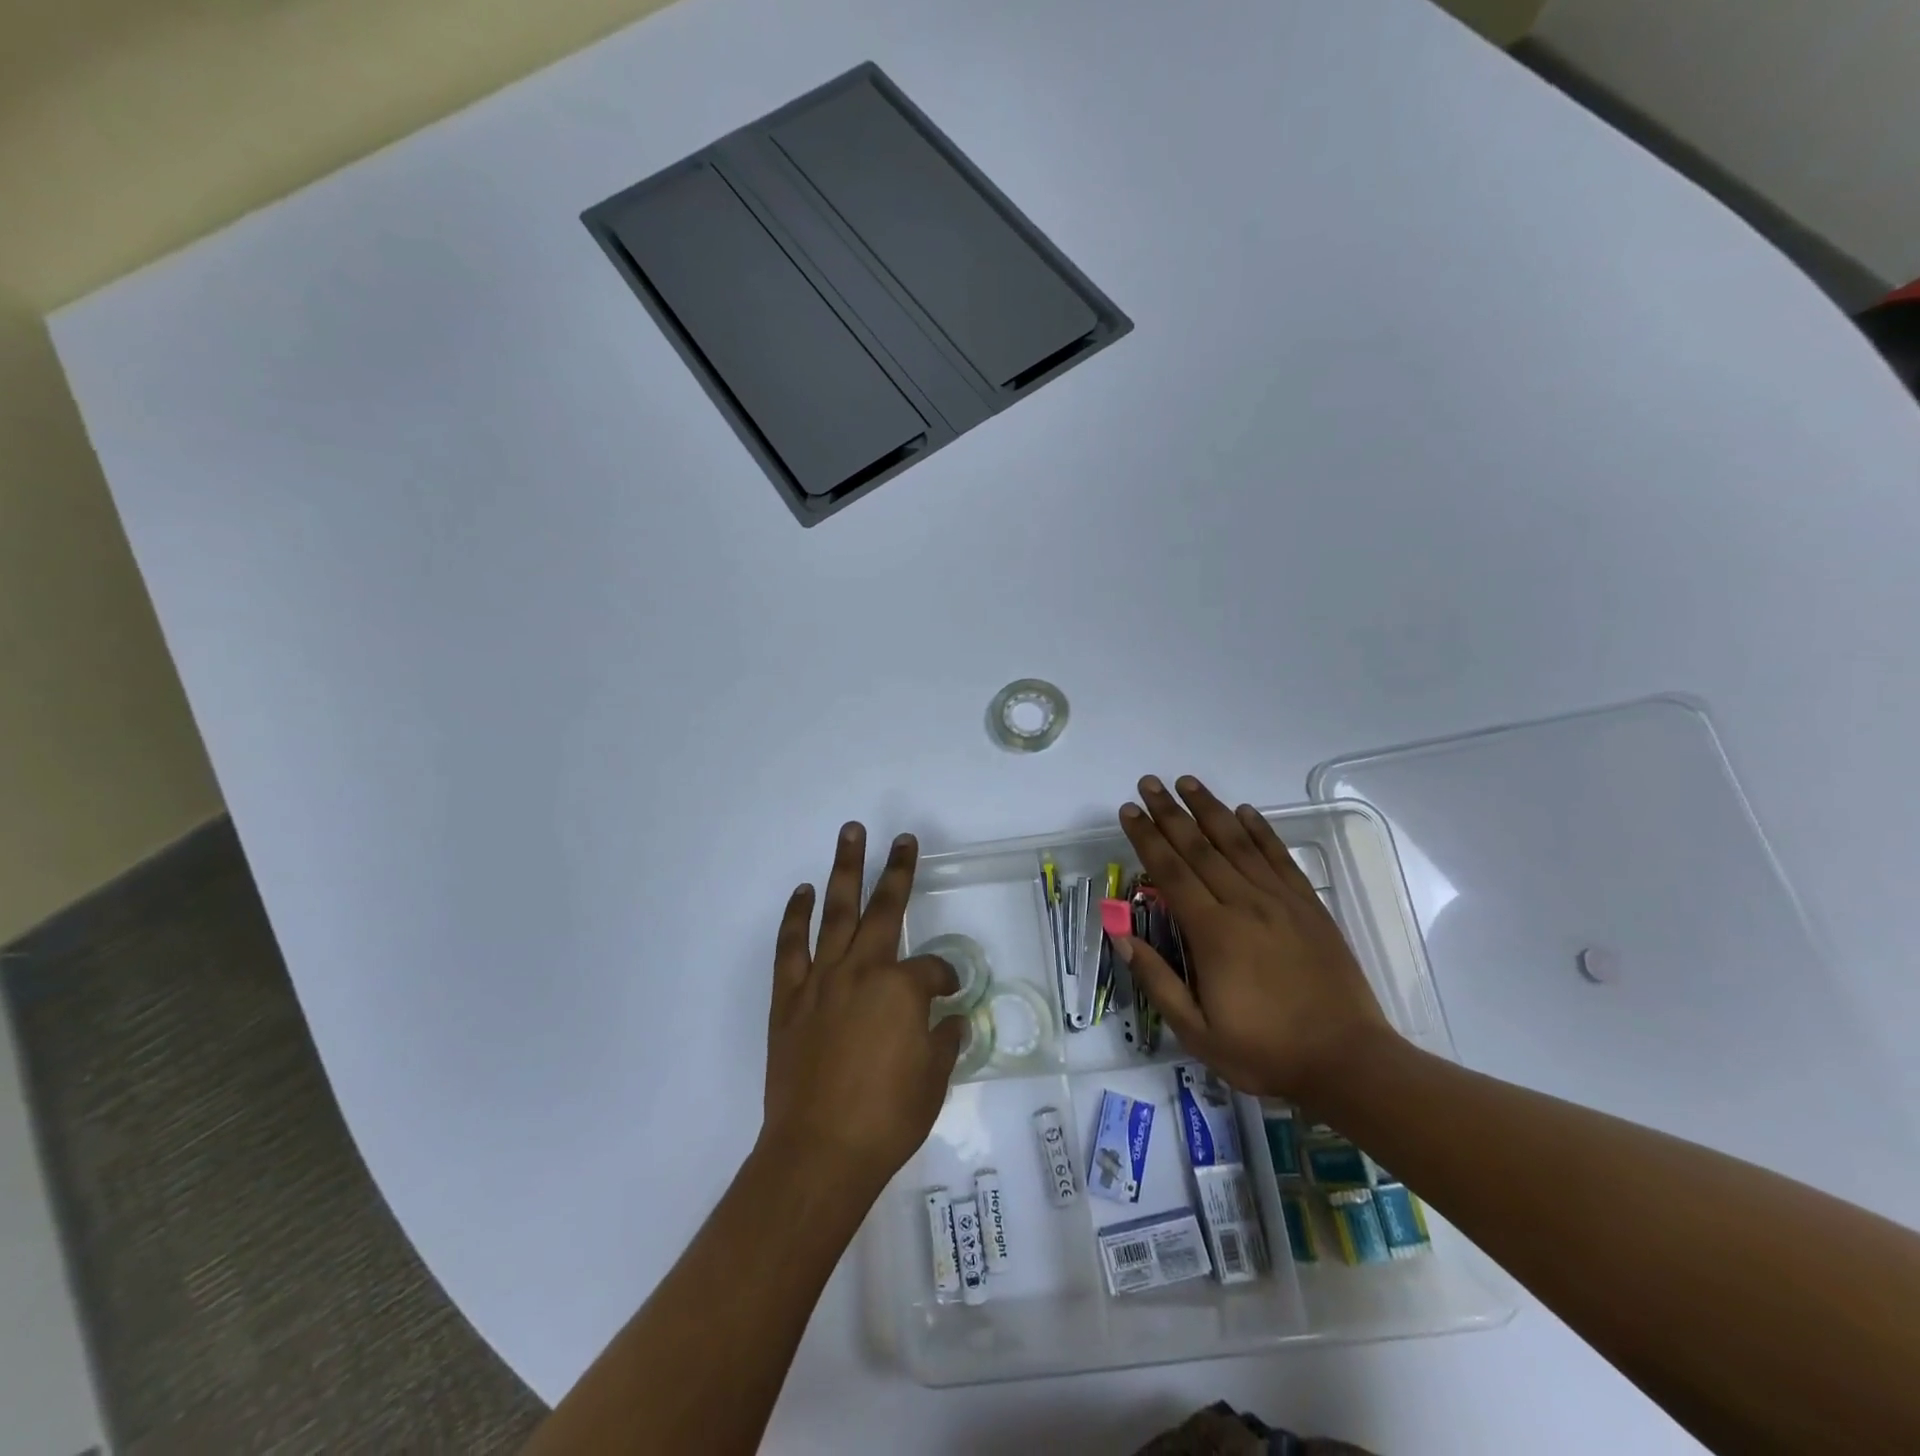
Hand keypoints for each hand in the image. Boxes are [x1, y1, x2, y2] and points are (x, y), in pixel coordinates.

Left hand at [761, 823, 963, 1193]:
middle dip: (897, 870)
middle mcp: (863, 971)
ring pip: (835, 912)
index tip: (950, 993)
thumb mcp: (934, 1079)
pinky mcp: (789, 998)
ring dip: (844, 870)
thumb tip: (950, 1019)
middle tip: (903, 839)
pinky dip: (795, 916)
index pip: (934, 969)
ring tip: (850, 834)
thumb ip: (945, 1040)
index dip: (946, 978)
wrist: (819, 1153)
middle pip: (885, 909)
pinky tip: (802, 892)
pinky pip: (790, 947)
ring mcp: (822, 980)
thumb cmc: (887, 1118)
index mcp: (902, 989)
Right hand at [1116, 775, 1394, 1100]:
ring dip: (1209, 809)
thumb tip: (1120, 933)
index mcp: (1213, 933)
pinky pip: (1280, 858)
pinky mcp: (1309, 906)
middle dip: (1169, 813)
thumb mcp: (1196, 1032)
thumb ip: (1157, 979)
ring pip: (1238, 843)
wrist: (1348, 1062)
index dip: (1146, 837)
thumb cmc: (1264, 1051)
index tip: (1129, 811)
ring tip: (1187, 782)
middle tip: (1148, 783)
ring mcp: (1281, 901)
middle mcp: (1244, 904)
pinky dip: (1260, 830)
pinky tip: (1245, 811)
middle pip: (1199, 847)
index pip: (1170, 871)